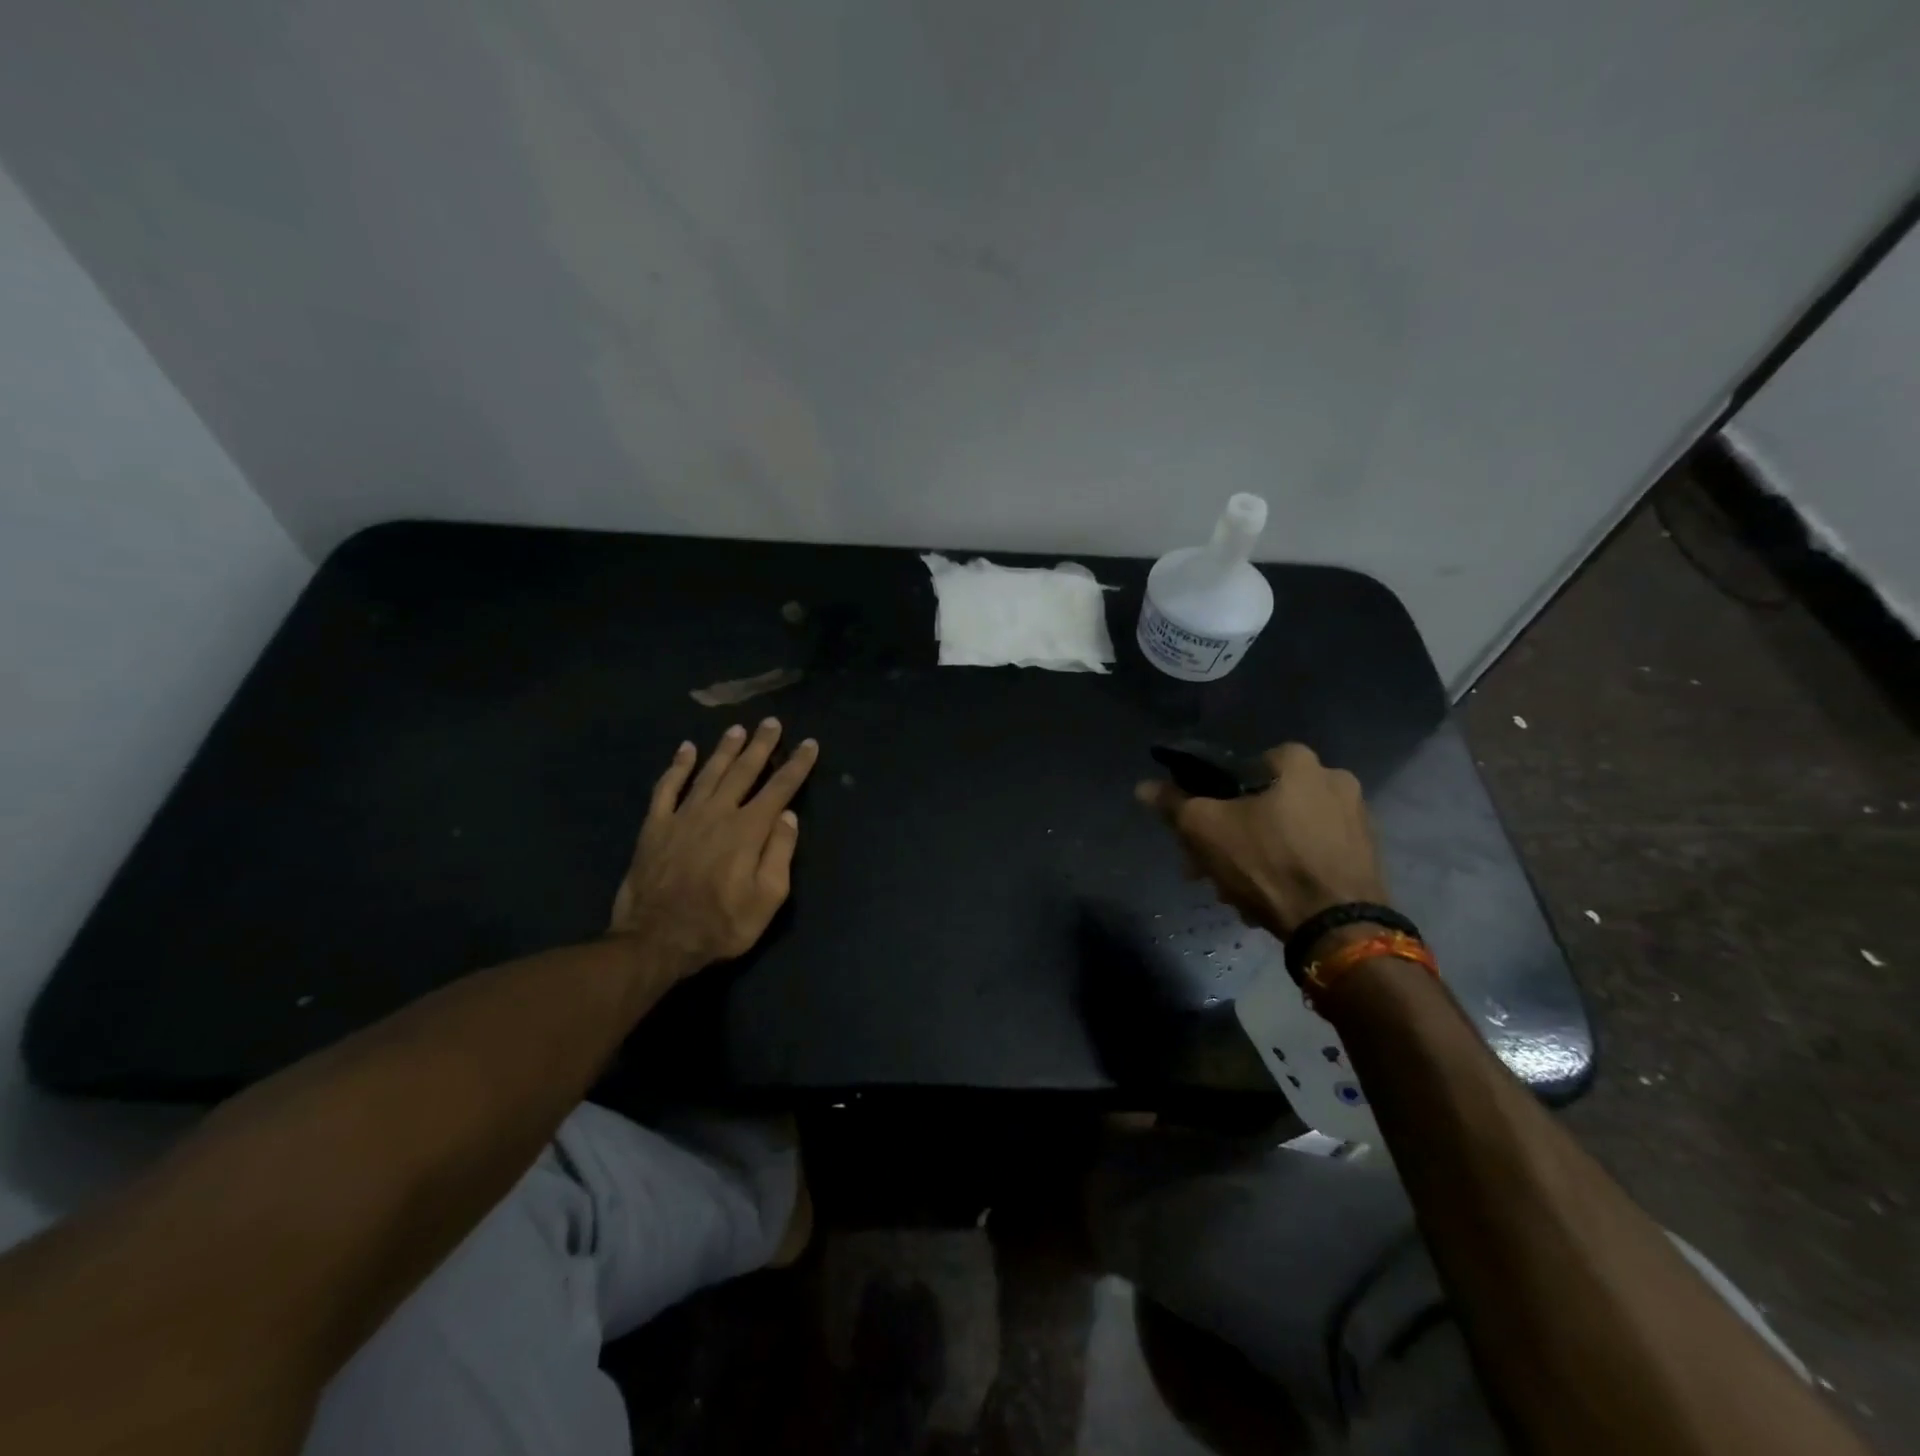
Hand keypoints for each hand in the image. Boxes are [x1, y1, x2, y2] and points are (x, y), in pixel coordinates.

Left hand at [610, 719, 819, 977]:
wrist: (655, 940)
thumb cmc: (720, 925)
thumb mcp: (766, 899)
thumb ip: (779, 854)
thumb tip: (787, 816)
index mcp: (748, 830)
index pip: (780, 788)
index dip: (797, 765)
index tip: (809, 744)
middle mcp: (717, 813)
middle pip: (744, 771)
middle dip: (761, 745)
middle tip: (771, 722)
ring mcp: (683, 816)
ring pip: (708, 772)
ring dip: (724, 749)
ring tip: (737, 729)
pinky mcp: (655, 826)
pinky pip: (667, 788)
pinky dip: (677, 766)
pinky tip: (685, 750)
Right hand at [1136, 742, 1388, 937]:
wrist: (1338, 928)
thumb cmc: (1268, 863)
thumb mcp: (1204, 829)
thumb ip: (1173, 803)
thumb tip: (1143, 787)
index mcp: (1298, 762)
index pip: (1237, 768)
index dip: (1210, 800)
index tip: (1196, 833)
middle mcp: (1334, 779)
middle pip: (1261, 805)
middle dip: (1230, 837)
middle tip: (1209, 870)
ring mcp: (1356, 819)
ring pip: (1285, 832)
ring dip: (1256, 857)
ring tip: (1235, 893)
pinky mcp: (1366, 856)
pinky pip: (1312, 854)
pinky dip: (1287, 870)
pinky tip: (1269, 899)